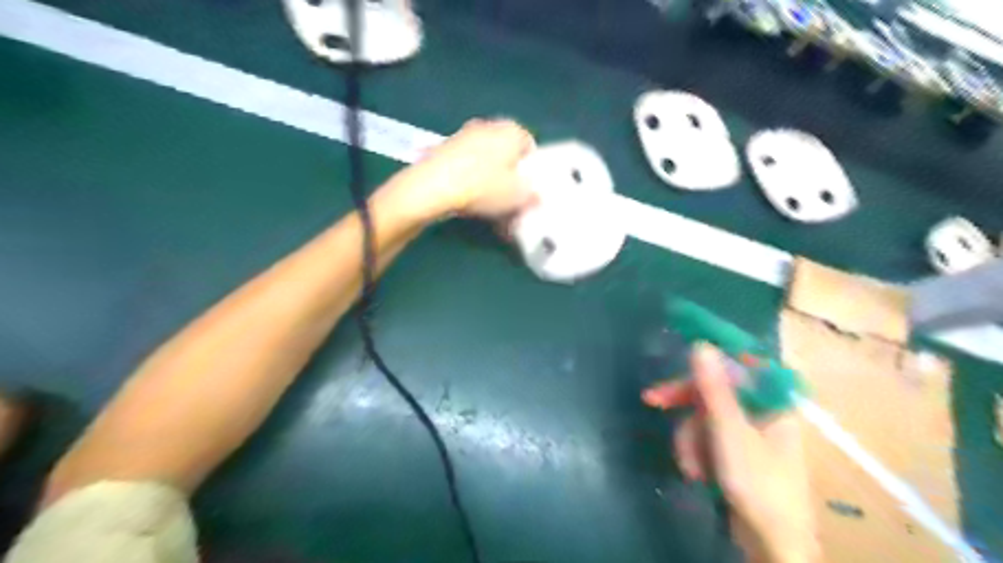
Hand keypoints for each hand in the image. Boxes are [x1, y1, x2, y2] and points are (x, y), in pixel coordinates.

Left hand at [387, 118, 536, 220]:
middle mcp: (488, 126)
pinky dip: (469, 179)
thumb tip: (536, 195)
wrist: (433, 186)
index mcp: (511, 130)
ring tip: (487, 204)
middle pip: (506, 152)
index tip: (527, 190)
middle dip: (509, 174)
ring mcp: (463, 135)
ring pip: (485, 159)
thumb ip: (532, 194)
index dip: (530, 169)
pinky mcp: (443, 148)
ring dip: (488, 178)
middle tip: (508, 198)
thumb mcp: (518, 196)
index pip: (530, 145)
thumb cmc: (483, 187)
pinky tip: (467, 200)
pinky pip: (465, 165)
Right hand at [643, 342, 822, 561]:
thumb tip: (701, 344)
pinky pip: (705, 435)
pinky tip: (696, 472)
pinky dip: (695, 451)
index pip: (738, 361)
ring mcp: (746, 431)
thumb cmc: (758, 483)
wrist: (771, 544)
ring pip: (702, 414)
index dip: (709, 354)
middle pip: (712, 389)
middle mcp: (759, 410)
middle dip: (684, 402)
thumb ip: (714, 388)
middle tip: (651, 399)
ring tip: (693, 466)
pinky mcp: (733, 450)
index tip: (679, 350)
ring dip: (690, 438)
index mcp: (771, 400)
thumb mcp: (730, 431)